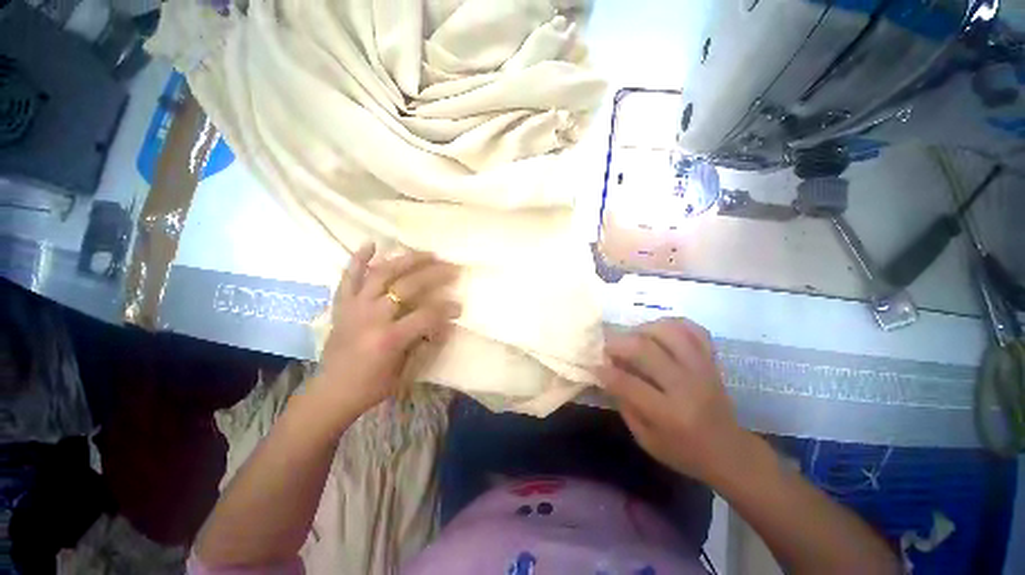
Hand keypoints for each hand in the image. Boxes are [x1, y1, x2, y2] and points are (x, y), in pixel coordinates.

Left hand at [314, 244, 460, 419]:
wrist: (332, 392)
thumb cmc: (372, 386)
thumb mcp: (406, 371)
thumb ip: (427, 344)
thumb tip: (445, 324)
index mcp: (390, 338)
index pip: (427, 315)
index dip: (446, 309)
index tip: (459, 306)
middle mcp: (372, 317)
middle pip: (407, 286)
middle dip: (435, 275)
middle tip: (452, 268)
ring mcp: (355, 307)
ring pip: (382, 274)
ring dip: (406, 260)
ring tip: (426, 253)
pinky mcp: (342, 305)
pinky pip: (349, 278)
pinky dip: (359, 259)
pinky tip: (371, 244)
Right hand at [596, 318, 744, 482]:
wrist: (729, 451)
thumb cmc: (683, 451)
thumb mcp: (646, 439)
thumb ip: (624, 404)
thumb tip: (606, 373)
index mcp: (669, 414)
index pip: (628, 384)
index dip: (605, 371)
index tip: (594, 365)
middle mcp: (687, 386)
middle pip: (645, 350)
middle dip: (617, 343)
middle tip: (607, 348)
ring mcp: (702, 369)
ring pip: (668, 331)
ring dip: (642, 329)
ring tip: (633, 338)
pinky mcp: (712, 360)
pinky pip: (693, 329)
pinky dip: (672, 324)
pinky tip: (658, 332)